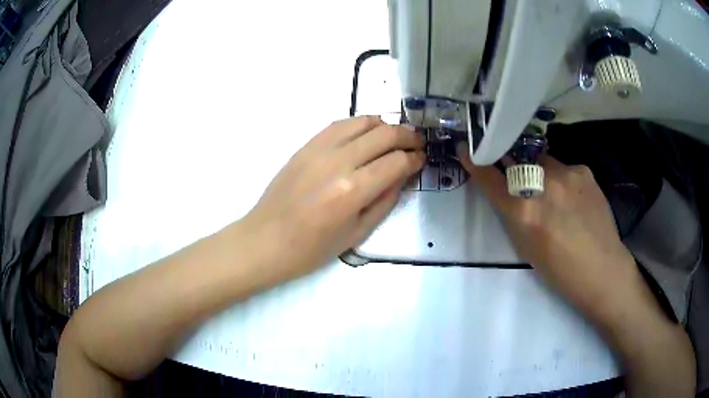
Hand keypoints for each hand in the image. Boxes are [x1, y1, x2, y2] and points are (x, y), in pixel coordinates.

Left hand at [239, 116, 424, 281]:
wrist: (266, 239)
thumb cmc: (312, 248)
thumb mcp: (357, 233)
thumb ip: (385, 200)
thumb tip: (403, 174)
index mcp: (353, 190)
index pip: (396, 161)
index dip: (415, 158)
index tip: (422, 159)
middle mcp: (338, 162)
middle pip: (384, 134)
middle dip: (408, 136)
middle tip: (416, 143)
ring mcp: (319, 149)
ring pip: (363, 122)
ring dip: (385, 125)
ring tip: (394, 137)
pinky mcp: (306, 145)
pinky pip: (339, 124)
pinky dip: (360, 124)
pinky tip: (366, 133)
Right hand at [456, 144, 637, 313]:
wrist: (601, 269)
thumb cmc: (558, 270)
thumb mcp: (525, 246)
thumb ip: (513, 213)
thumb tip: (506, 189)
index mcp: (523, 211)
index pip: (490, 176)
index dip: (476, 161)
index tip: (468, 149)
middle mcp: (542, 184)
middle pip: (517, 161)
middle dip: (515, 168)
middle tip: (524, 182)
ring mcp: (566, 172)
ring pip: (543, 162)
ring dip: (542, 174)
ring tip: (556, 197)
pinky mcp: (583, 169)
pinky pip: (565, 168)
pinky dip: (563, 180)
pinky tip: (575, 199)